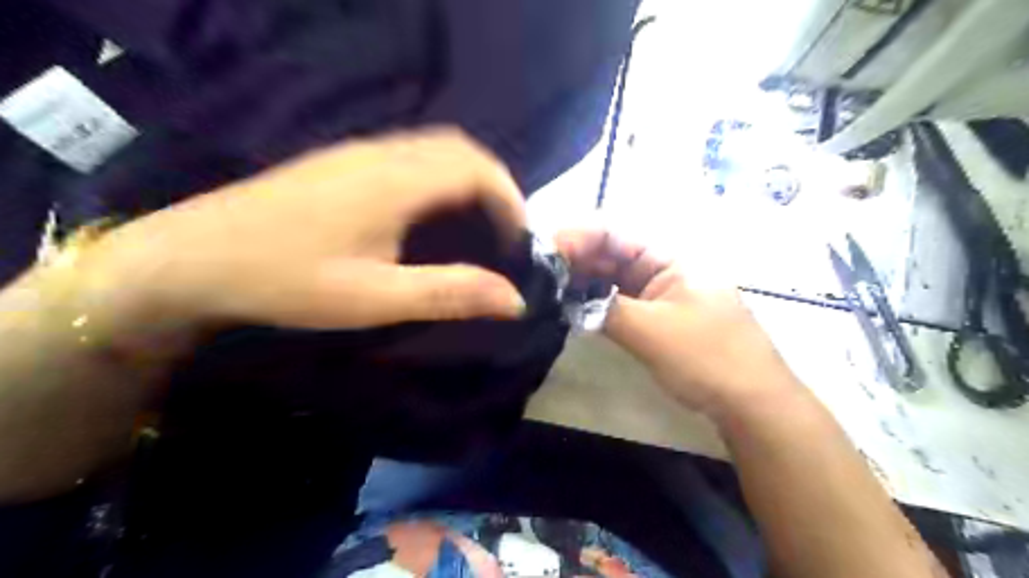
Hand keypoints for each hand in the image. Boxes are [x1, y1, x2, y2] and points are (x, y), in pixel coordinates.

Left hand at [90, 127, 528, 330]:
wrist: (191, 257)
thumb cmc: (286, 281)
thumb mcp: (375, 298)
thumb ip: (450, 293)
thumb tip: (514, 299)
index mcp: (395, 181)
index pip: (478, 170)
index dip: (510, 202)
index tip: (518, 244)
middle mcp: (383, 153)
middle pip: (462, 150)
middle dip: (496, 187)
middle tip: (504, 234)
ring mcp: (359, 152)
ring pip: (436, 148)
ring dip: (468, 180)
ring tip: (476, 226)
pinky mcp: (342, 161)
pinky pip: (411, 154)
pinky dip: (441, 177)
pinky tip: (431, 214)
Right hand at [556, 229, 802, 420]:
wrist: (752, 402)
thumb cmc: (707, 357)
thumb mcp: (651, 330)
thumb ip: (603, 309)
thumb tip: (562, 297)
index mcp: (669, 258)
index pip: (614, 235)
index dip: (577, 238)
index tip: (545, 252)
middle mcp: (662, 268)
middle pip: (610, 254)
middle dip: (575, 260)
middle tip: (539, 273)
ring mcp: (659, 294)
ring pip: (613, 279)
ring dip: (583, 282)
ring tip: (548, 287)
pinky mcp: (656, 317)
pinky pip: (620, 301)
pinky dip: (596, 303)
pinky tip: (573, 306)